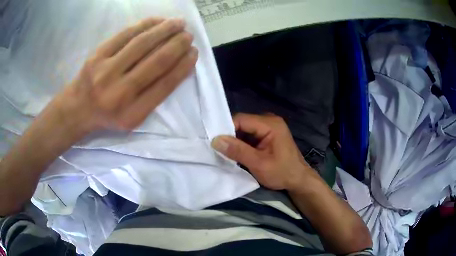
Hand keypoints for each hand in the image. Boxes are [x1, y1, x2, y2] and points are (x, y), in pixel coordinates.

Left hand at [52, 17, 197, 136]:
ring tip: (179, 23)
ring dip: (165, 30)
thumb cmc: (108, 115)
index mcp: (132, 114)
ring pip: (142, 43)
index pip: (165, 85)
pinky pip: (125, 34)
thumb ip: (154, 96)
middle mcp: (120, 93)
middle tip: (189, 35)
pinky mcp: (97, 55)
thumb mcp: (132, 118)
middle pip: (156, 61)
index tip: (194, 53)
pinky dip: (145, 24)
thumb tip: (178, 65)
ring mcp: (106, 72)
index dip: (183, 66)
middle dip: (178, 44)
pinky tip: (158, 20)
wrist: (78, 108)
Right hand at [211, 113, 316, 190]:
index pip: (241, 119)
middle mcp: (269, 120)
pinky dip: (242, 144)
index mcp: (270, 124)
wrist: (298, 180)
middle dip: (230, 136)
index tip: (213, 142)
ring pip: (244, 130)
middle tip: (217, 149)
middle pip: (242, 123)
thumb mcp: (258, 164)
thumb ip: (237, 151)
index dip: (226, 129)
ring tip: (225, 152)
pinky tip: (236, 153)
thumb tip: (215, 140)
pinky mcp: (267, 135)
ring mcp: (269, 127)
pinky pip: (249, 135)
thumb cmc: (282, 172)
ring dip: (235, 141)